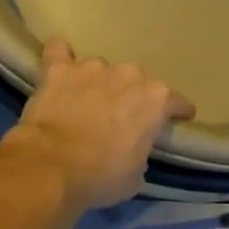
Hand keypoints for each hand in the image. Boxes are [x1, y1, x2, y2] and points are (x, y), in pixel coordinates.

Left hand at [0, 39, 194, 211]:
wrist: (52, 167)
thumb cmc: (101, 177)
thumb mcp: (135, 176)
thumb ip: (140, 153)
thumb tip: (131, 149)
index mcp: (156, 100)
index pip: (176, 102)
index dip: (176, 112)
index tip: (175, 119)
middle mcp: (128, 75)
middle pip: (136, 81)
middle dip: (130, 97)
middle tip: (118, 119)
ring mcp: (92, 68)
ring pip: (101, 70)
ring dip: (97, 83)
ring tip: (85, 103)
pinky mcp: (58, 69)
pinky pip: (59, 51)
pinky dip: (61, 58)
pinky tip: (59, 69)